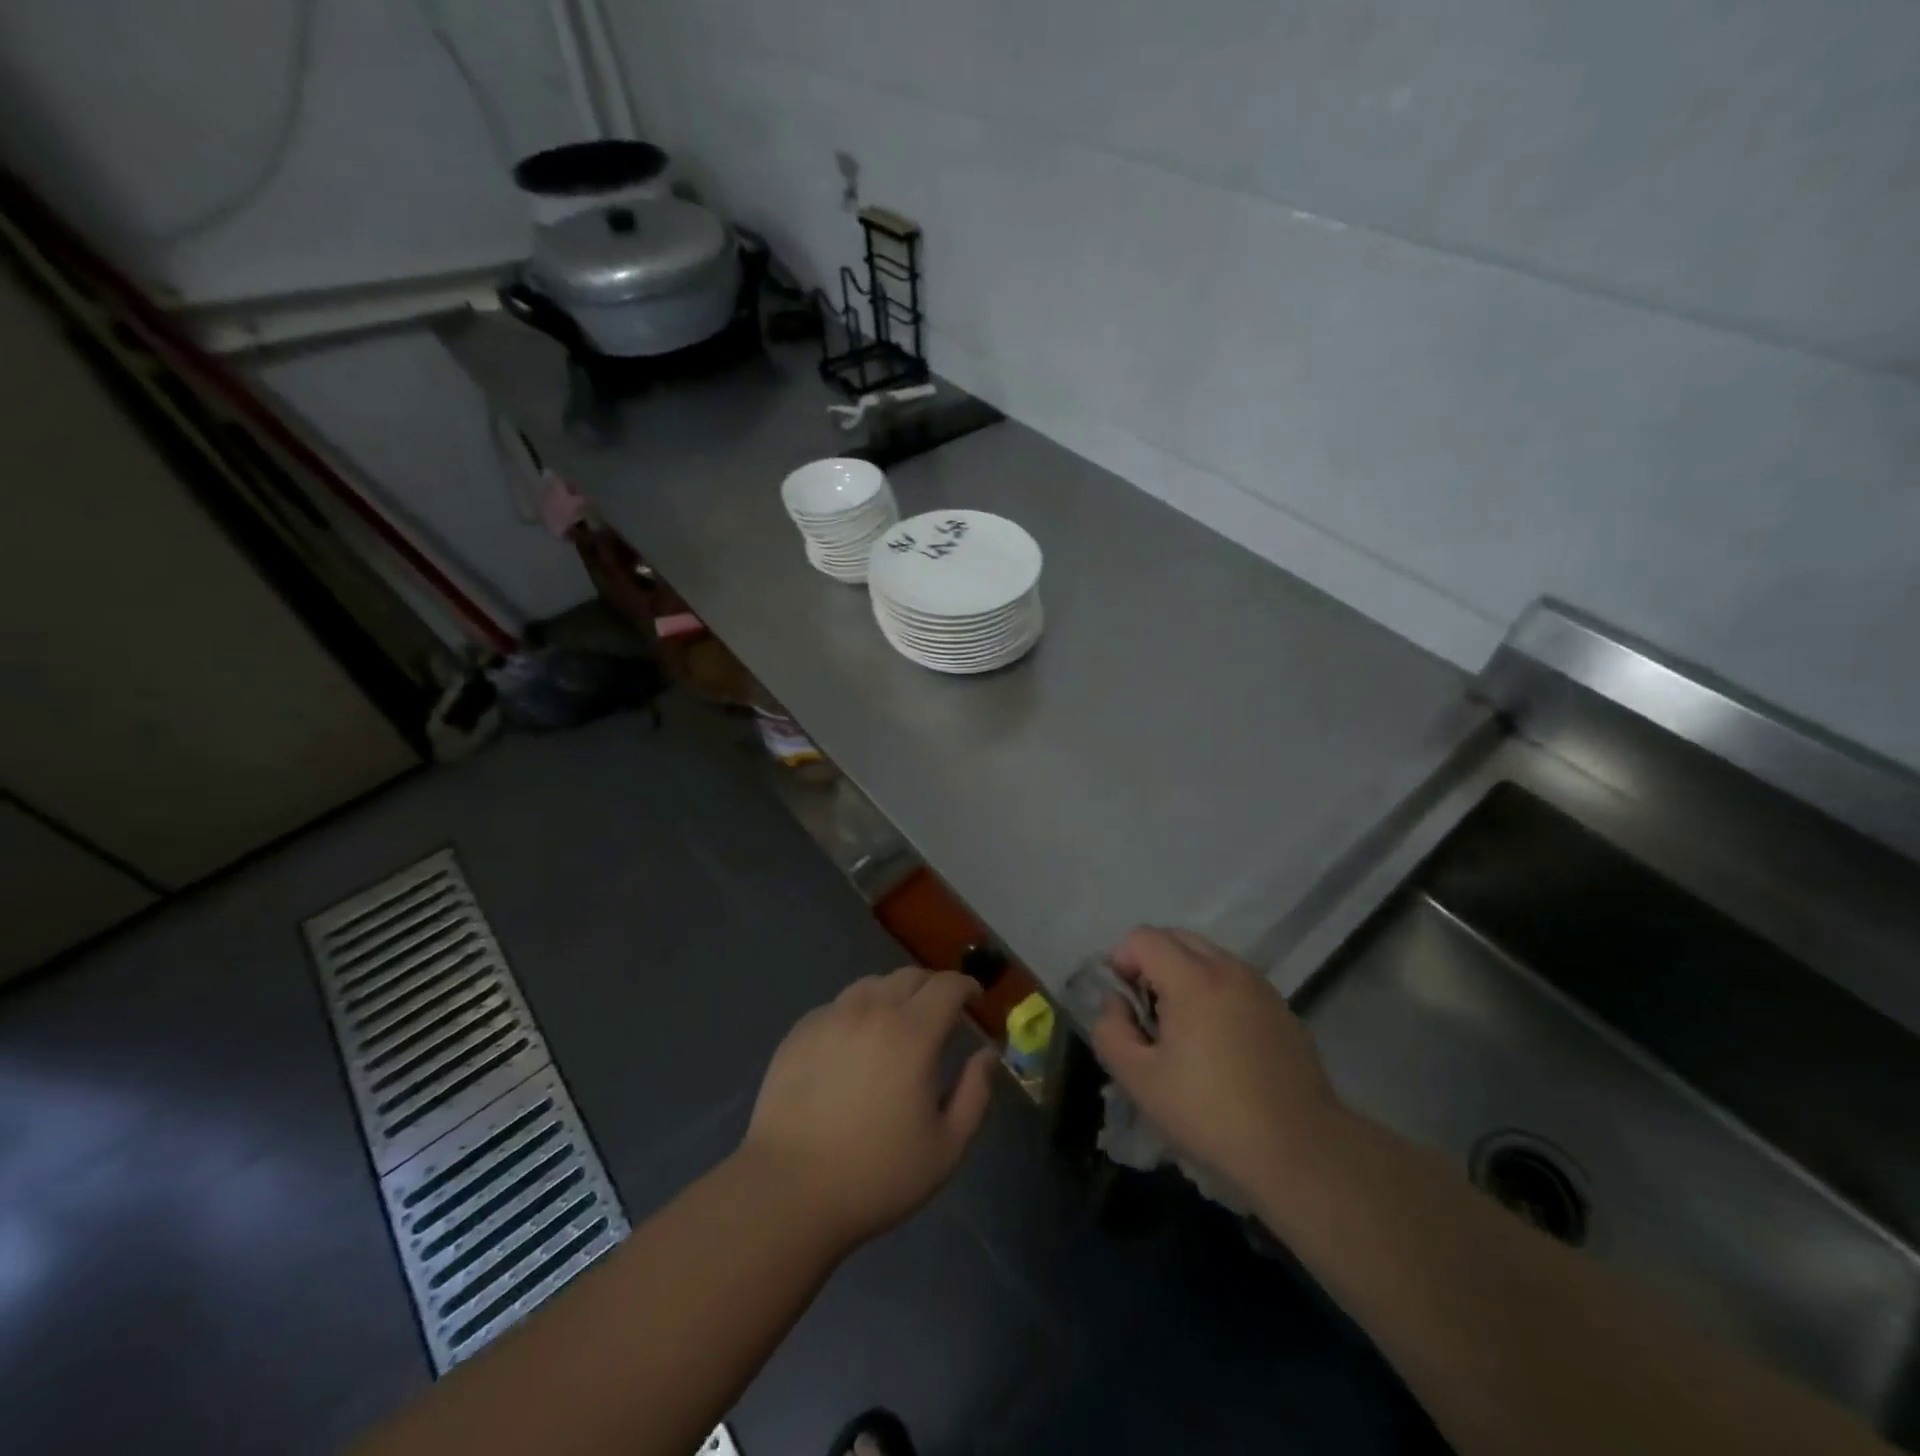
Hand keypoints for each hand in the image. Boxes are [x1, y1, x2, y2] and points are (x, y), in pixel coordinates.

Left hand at [740, 967, 996, 1249]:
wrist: (789, 1190)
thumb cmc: (877, 1174)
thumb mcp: (946, 1147)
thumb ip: (975, 1093)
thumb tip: (987, 1053)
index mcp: (913, 1033)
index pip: (947, 986)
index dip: (966, 987)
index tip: (974, 1000)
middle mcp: (872, 1010)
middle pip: (910, 976)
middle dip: (933, 988)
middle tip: (940, 1015)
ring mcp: (831, 1017)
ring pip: (872, 985)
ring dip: (894, 995)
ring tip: (896, 1025)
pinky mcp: (800, 1031)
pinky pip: (838, 1005)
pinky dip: (857, 1012)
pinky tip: (854, 1045)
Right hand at [1090, 927, 1345, 1196]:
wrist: (1301, 1152)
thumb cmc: (1211, 1115)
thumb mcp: (1140, 1081)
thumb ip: (1110, 1031)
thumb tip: (1116, 1003)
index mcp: (1193, 978)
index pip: (1144, 938)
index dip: (1121, 962)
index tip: (1123, 1005)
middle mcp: (1229, 969)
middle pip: (1176, 938)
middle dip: (1151, 964)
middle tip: (1147, 1014)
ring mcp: (1260, 987)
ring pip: (1208, 957)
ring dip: (1183, 976)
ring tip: (1182, 1030)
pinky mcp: (1281, 1009)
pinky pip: (1234, 980)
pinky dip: (1214, 992)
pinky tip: (1218, 1044)